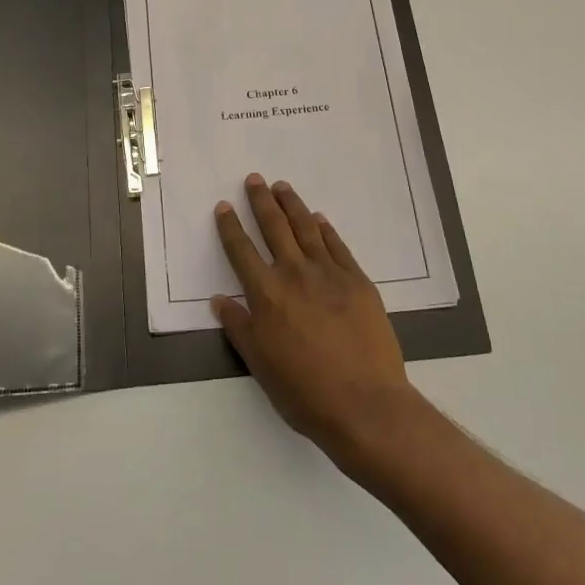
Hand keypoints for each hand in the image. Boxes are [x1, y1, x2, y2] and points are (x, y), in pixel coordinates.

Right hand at [212, 174, 421, 463]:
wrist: (365, 404)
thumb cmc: (304, 391)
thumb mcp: (260, 364)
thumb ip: (239, 327)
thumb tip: (219, 299)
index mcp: (266, 294)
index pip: (242, 251)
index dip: (230, 227)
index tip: (224, 207)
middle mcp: (295, 274)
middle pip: (274, 228)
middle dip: (261, 202)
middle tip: (255, 180)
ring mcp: (330, 274)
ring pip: (306, 228)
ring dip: (292, 205)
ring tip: (282, 187)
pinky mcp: (358, 281)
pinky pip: (337, 246)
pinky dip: (325, 229)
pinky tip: (319, 219)